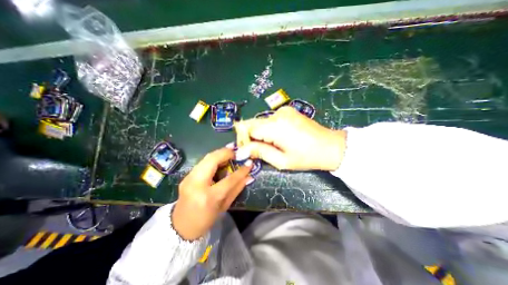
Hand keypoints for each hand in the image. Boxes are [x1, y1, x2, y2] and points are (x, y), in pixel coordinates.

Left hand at [171, 147, 251, 239]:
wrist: (181, 227)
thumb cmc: (206, 219)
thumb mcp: (225, 205)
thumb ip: (237, 188)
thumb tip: (249, 176)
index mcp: (209, 197)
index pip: (229, 180)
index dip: (241, 170)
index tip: (249, 163)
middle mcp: (197, 184)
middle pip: (212, 160)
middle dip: (226, 152)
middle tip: (236, 150)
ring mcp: (189, 178)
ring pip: (206, 158)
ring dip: (219, 153)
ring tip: (230, 152)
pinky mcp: (186, 176)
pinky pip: (202, 162)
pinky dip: (213, 158)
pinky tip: (220, 159)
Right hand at [234, 106, 344, 169]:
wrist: (331, 146)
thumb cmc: (307, 157)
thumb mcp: (281, 161)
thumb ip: (259, 152)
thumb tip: (240, 151)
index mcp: (275, 126)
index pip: (248, 129)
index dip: (244, 140)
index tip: (248, 151)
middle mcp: (277, 114)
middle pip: (253, 123)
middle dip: (250, 136)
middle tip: (257, 150)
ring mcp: (283, 110)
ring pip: (261, 122)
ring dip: (260, 133)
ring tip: (270, 145)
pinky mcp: (288, 111)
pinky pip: (270, 120)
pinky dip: (268, 129)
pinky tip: (277, 137)